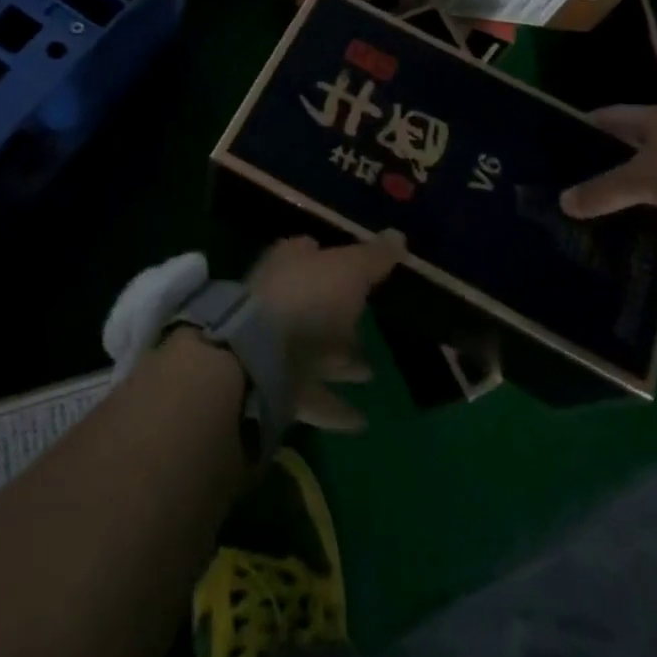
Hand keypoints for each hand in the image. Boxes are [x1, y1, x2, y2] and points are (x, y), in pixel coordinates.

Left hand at [249, 232, 404, 431]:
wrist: (258, 359)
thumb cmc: (308, 298)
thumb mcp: (350, 269)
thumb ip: (374, 256)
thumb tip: (398, 234)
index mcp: (290, 265)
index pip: (307, 252)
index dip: (328, 256)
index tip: (355, 268)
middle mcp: (279, 300)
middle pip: (313, 305)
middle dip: (340, 318)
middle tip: (369, 328)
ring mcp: (274, 346)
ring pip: (312, 351)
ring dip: (340, 363)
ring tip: (370, 374)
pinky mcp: (275, 387)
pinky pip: (311, 396)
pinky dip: (335, 408)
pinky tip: (361, 421)